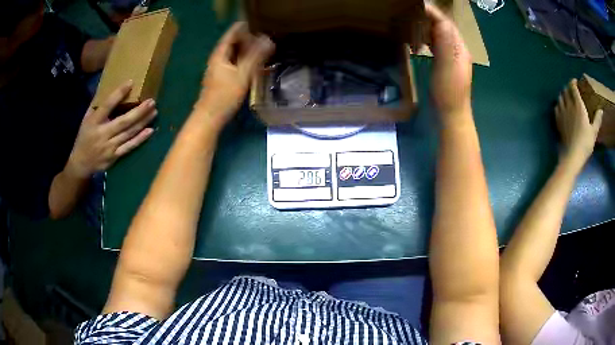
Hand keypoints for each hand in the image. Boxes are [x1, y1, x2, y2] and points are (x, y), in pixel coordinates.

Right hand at [67, 80, 156, 178]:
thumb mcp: (86, 119)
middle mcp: (102, 134)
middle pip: (123, 121)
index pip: (107, 105)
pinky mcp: (114, 157)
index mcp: (94, 122)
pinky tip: (150, 131)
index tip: (131, 82)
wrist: (81, 164)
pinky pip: (129, 147)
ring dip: (143, 122)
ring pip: (128, 133)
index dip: (119, 93)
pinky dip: (140, 139)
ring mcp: (109, 147)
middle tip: (152, 101)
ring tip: (154, 112)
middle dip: (139, 111)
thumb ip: (97, 105)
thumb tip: (108, 86)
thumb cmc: (84, 137)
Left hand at [196, 22, 273, 126]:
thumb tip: (269, 40)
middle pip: (232, 43)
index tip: (256, 23)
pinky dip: (243, 60)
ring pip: (233, 54)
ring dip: (246, 49)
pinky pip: (234, 63)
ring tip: (261, 47)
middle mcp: (217, 59)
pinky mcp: (221, 79)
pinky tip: (252, 63)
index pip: (231, 34)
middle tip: (263, 35)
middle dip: (246, 38)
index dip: (243, 28)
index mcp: (220, 55)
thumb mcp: (242, 75)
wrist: (210, 118)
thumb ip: (255, 57)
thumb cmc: (224, 96)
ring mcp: (218, 69)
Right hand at [425, 4, 472, 124]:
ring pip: (441, 35)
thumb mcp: (446, 67)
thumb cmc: (448, 92)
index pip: (446, 23)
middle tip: (411, 11)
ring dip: (428, 26)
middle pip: (444, 27)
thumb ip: (444, 44)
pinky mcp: (447, 64)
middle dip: (429, 17)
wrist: (452, 114)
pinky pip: (438, 45)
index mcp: (459, 49)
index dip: (433, 12)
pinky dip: (428, 38)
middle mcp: (458, 50)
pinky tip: (419, 39)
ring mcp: (453, 57)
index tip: (416, 5)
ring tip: (413, 21)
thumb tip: (440, 21)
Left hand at [556, 78, 602, 164]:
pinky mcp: (557, 120)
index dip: (573, 82)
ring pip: (560, 97)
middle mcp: (569, 105)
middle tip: (572, 91)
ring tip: (567, 98)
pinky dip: (558, 104)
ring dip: (563, 95)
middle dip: (568, 88)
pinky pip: (556, 107)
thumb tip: (601, 110)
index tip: (576, 82)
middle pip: (565, 90)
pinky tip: (562, 108)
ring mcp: (562, 112)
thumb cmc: (585, 143)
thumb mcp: (594, 131)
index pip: (573, 87)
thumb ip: (597, 119)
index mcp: (578, 105)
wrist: (572, 155)